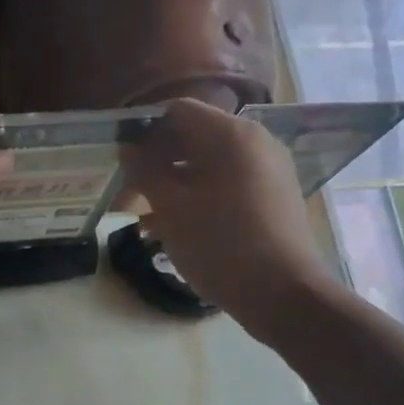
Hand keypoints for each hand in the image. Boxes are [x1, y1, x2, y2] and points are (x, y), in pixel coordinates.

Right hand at [122, 99, 334, 343]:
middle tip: (125, 196)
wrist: (282, 293)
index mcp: (231, 135)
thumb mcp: (171, 208)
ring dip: (171, 185)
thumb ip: (145, 171)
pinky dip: (196, 198)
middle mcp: (254, 142)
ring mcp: (266, 170)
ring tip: (143, 219)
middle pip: (192, 138)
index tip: (121, 160)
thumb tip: (128, 148)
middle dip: (155, 163)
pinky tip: (170, 229)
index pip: (178, 111)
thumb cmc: (220, 245)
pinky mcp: (270, 197)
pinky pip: (224, 185)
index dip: (144, 131)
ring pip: (206, 165)